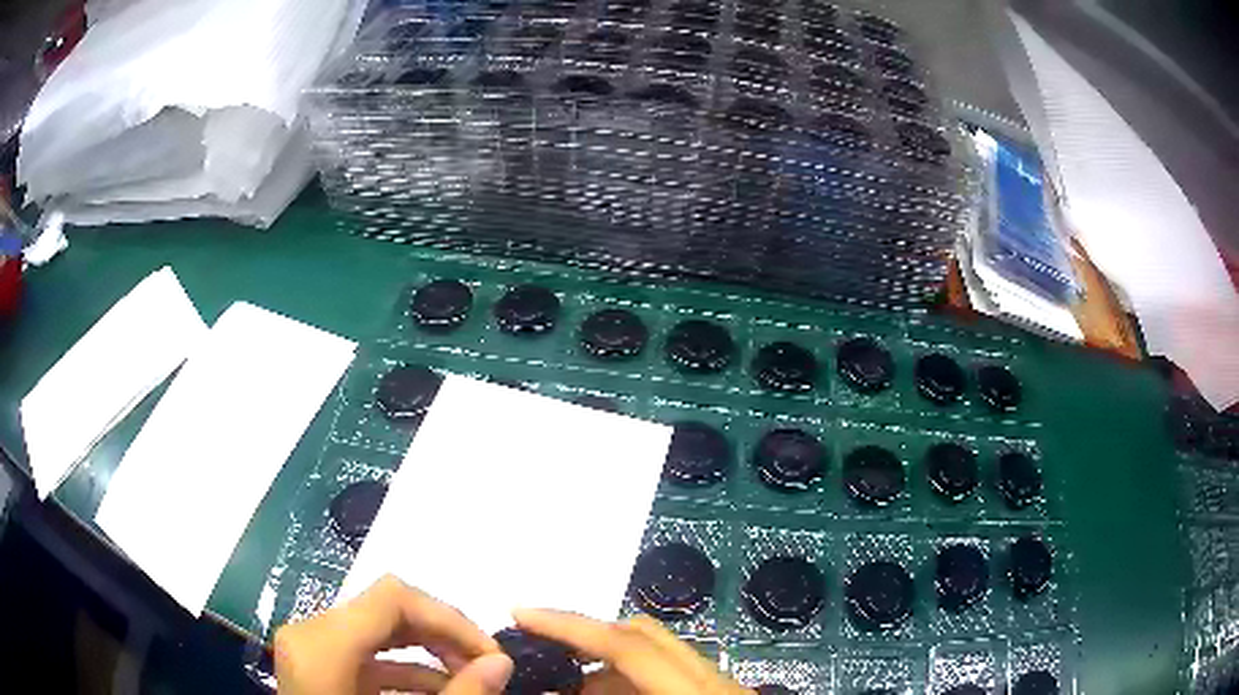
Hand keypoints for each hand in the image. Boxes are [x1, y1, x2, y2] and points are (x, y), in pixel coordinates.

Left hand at [275, 575, 512, 694]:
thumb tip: (501, 662)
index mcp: (321, 646)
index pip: (392, 599)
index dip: (449, 618)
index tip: (489, 652)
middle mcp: (308, 634)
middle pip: (386, 609)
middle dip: (443, 635)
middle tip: (485, 665)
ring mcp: (309, 648)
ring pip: (378, 629)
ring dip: (429, 650)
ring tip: (469, 678)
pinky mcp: (317, 665)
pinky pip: (366, 653)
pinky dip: (405, 667)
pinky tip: (439, 690)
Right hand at [513, 608, 750, 694]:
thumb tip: (548, 694)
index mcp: (693, 694)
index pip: (627, 645)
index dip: (569, 626)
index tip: (520, 613)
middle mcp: (710, 679)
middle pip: (642, 636)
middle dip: (584, 640)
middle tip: (539, 655)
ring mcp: (717, 686)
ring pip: (653, 657)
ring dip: (604, 669)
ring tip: (563, 690)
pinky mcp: (717, 694)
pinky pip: (663, 679)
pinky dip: (627, 686)